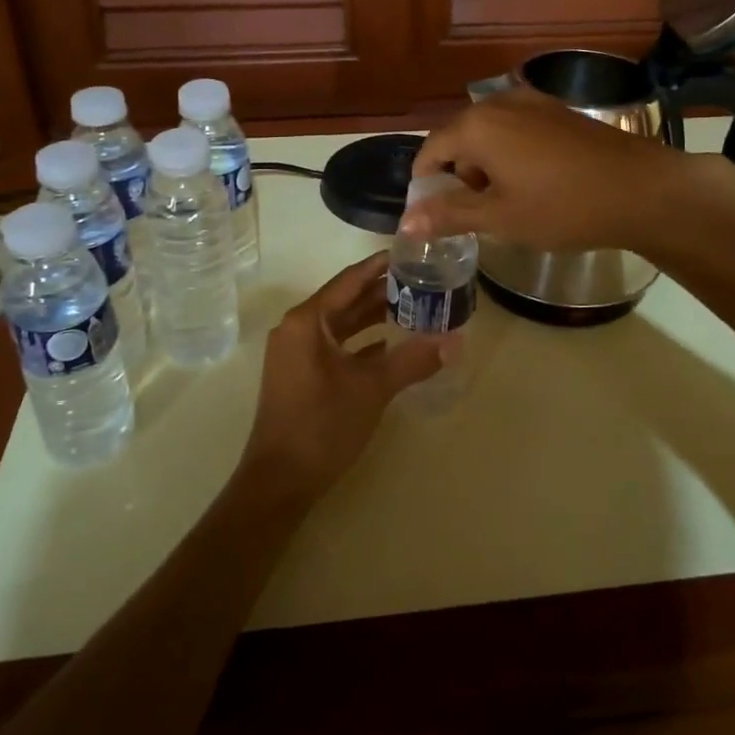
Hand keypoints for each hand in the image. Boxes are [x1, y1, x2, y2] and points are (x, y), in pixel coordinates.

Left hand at [235, 253, 445, 506]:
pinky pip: (335, 346)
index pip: (350, 280)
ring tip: (414, 306)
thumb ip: (413, 360)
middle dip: (382, 291)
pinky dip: (362, 342)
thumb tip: (455, 341)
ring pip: (341, 325)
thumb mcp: (372, 389)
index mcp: (307, 321)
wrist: (280, 481)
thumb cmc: (322, 426)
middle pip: (345, 299)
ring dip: (373, 317)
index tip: (411, 252)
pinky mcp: (300, 374)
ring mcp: (296, 353)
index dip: (380, 265)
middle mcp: (297, 329)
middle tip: (422, 279)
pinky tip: (391, 344)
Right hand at [404, 90, 734, 252]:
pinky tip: (534, 183)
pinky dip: (510, 155)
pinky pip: (516, 130)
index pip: (430, 151)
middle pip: (459, 139)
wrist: (643, 189)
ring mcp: (532, 102)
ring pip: (488, 134)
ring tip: (508, 203)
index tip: (434, 215)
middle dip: (459, 176)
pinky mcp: (558, 110)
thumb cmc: (563, 207)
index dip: (425, 185)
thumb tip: (405, 222)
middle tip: (476, 215)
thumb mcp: (500, 217)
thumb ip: (449, 214)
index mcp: (476, 125)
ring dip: (486, 167)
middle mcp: (499, 103)